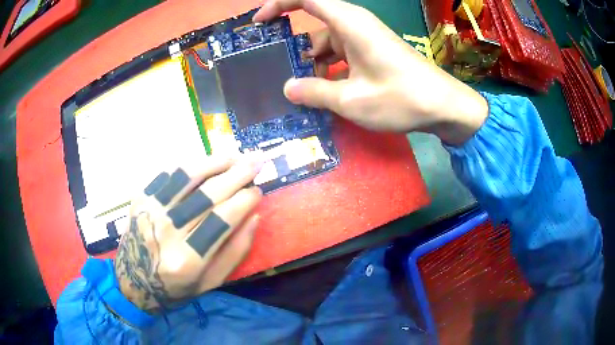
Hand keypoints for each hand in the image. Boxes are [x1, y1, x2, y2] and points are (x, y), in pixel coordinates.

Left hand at [114, 155, 263, 312]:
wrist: (134, 280)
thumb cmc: (175, 288)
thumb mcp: (210, 282)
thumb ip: (235, 252)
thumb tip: (254, 216)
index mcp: (187, 260)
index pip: (223, 219)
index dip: (245, 200)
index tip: (258, 191)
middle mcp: (166, 232)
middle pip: (208, 194)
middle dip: (237, 174)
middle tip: (256, 161)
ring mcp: (149, 211)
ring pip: (186, 175)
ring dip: (215, 161)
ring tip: (234, 156)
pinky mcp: (140, 198)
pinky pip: (167, 172)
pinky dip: (189, 163)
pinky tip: (205, 162)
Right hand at [254, 0, 488, 144]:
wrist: (444, 106)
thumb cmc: (402, 98)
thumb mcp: (352, 100)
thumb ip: (315, 93)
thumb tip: (287, 89)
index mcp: (350, 24)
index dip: (279, 4)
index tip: (259, 22)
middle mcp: (355, 26)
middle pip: (313, 24)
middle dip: (291, 43)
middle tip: (271, 64)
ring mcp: (364, 39)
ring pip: (326, 43)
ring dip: (310, 62)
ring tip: (294, 88)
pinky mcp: (371, 53)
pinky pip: (340, 54)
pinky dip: (327, 69)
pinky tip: (320, 91)